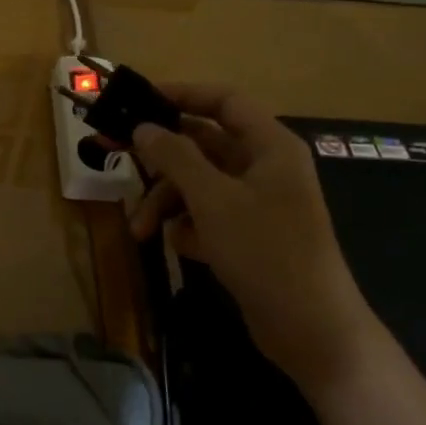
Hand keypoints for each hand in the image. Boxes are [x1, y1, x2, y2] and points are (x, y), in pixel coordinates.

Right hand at [127, 84, 380, 395]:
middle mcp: (264, 167)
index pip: (223, 101)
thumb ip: (175, 157)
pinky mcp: (248, 235)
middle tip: (113, 154)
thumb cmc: (266, 251)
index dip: (181, 94)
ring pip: (198, 183)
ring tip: (140, 230)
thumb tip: (142, 127)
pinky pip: (206, 214)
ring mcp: (257, 203)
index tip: (137, 99)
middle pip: (202, 144)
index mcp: (269, 146)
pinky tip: (181, 247)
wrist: (312, 331)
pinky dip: (188, 226)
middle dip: (160, 159)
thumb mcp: (213, 199)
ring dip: (166, 201)